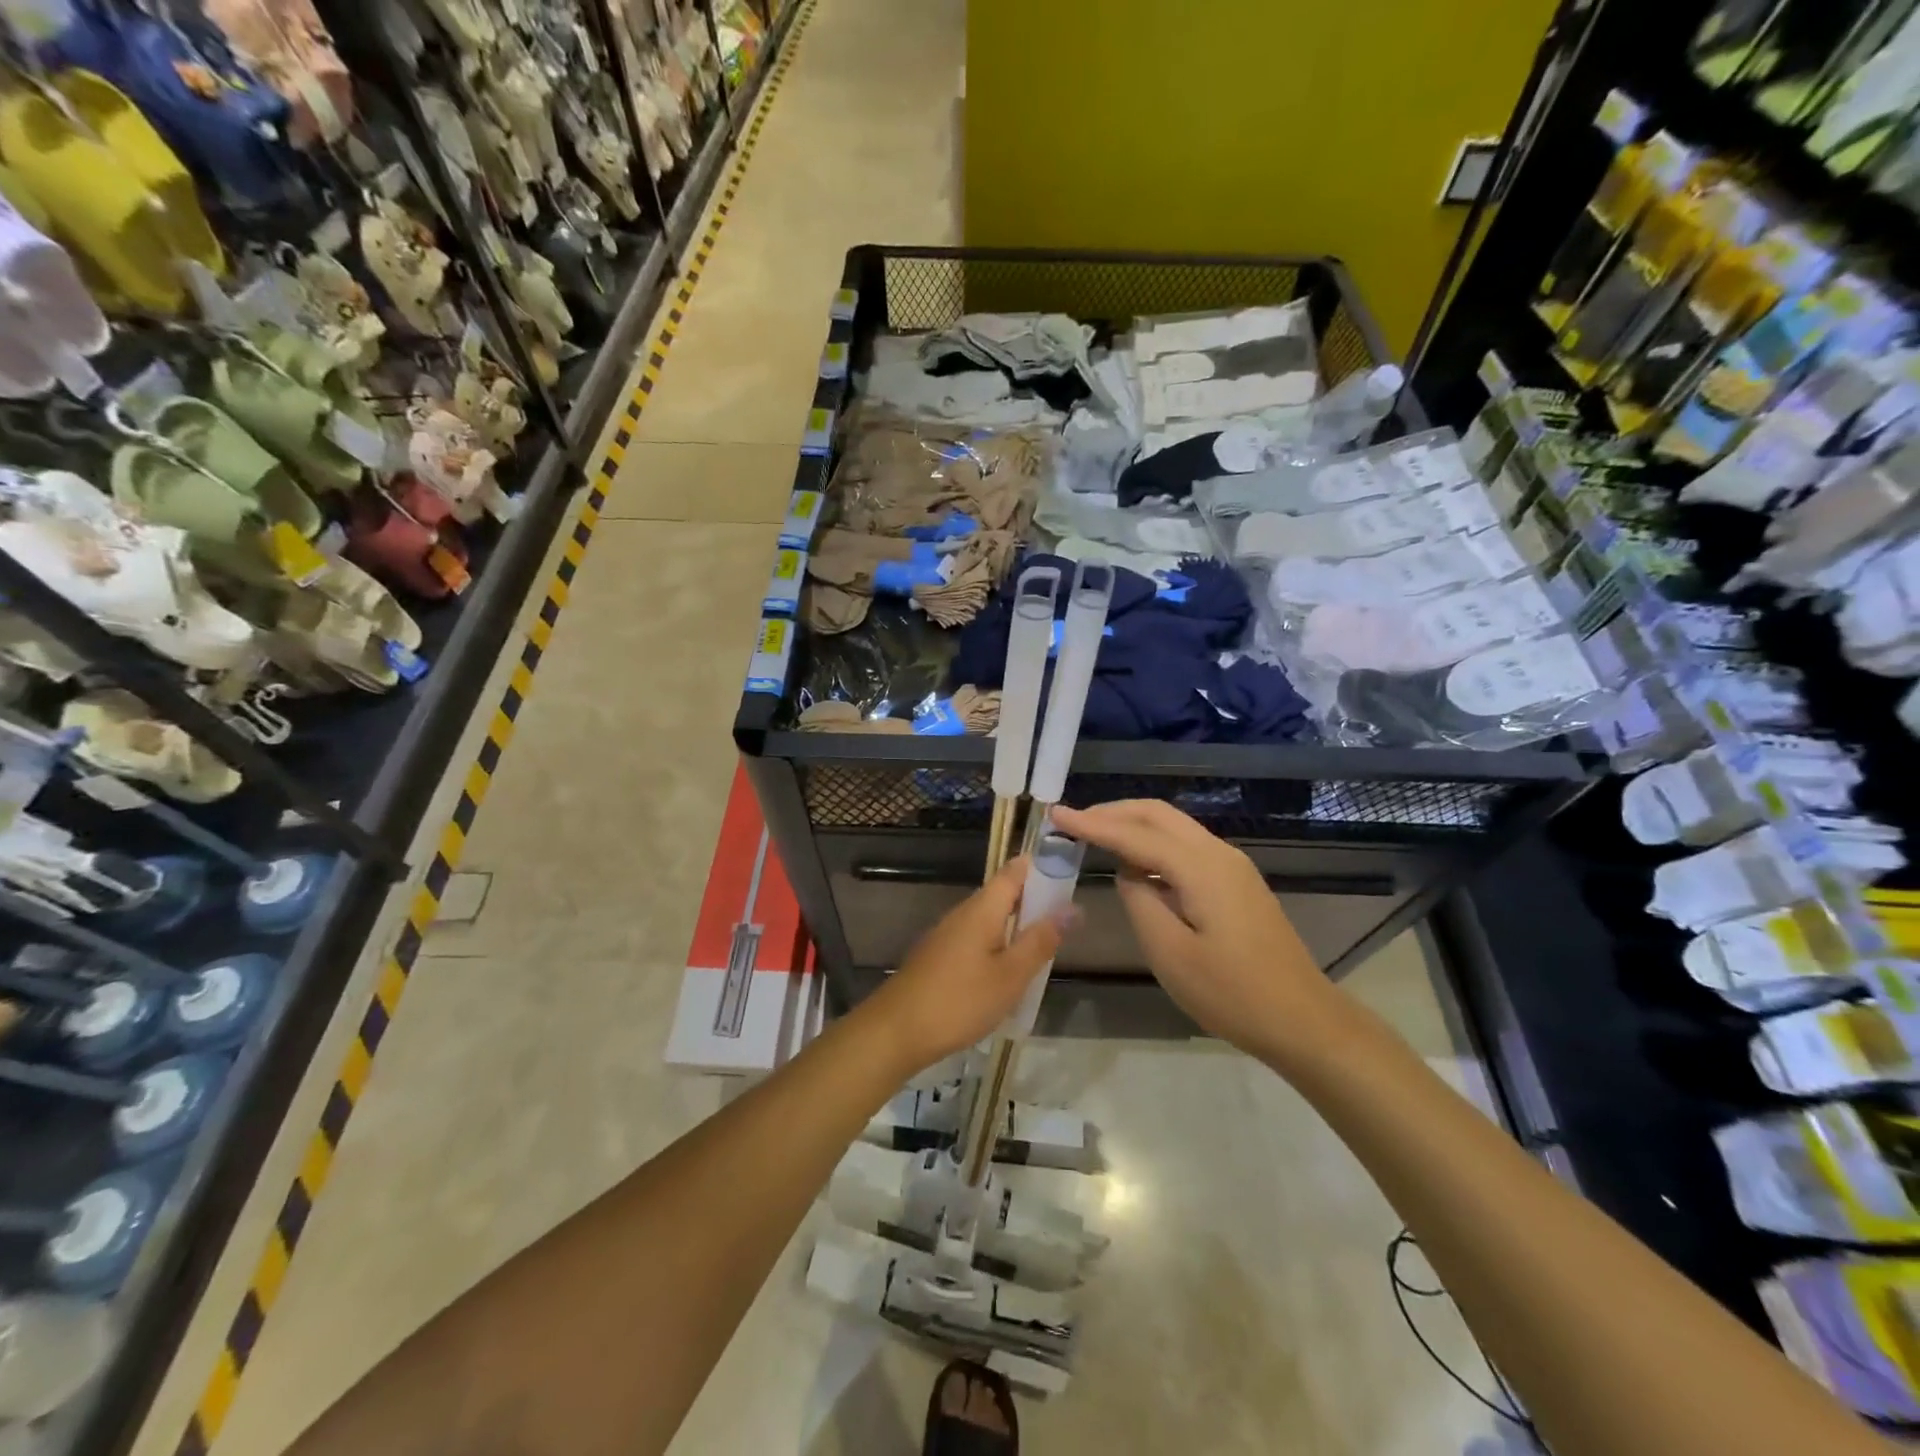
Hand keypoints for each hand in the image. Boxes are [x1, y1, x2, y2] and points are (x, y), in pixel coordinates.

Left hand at [863, 856, 1073, 1074]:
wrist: (896, 1031)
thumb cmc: (959, 1000)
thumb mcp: (1010, 975)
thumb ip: (1040, 941)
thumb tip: (1072, 908)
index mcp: (982, 909)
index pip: (1014, 871)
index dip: (1041, 868)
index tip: (1068, 878)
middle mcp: (963, 913)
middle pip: (1003, 895)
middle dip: (1033, 904)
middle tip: (1064, 927)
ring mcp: (947, 935)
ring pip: (990, 920)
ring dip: (1016, 929)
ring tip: (1042, 954)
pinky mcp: (939, 957)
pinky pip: (976, 940)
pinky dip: (997, 948)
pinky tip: (1007, 976)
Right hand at [1050, 800, 1349, 1064]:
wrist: (1302, 1020)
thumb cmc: (1232, 993)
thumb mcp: (1170, 953)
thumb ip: (1140, 902)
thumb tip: (1129, 874)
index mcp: (1201, 868)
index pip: (1135, 835)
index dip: (1093, 824)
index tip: (1056, 814)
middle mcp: (1218, 854)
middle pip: (1158, 815)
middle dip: (1113, 812)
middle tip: (1073, 821)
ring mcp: (1232, 867)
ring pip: (1174, 827)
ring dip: (1133, 825)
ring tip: (1094, 836)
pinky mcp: (1236, 884)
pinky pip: (1186, 847)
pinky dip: (1153, 844)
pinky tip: (1135, 864)